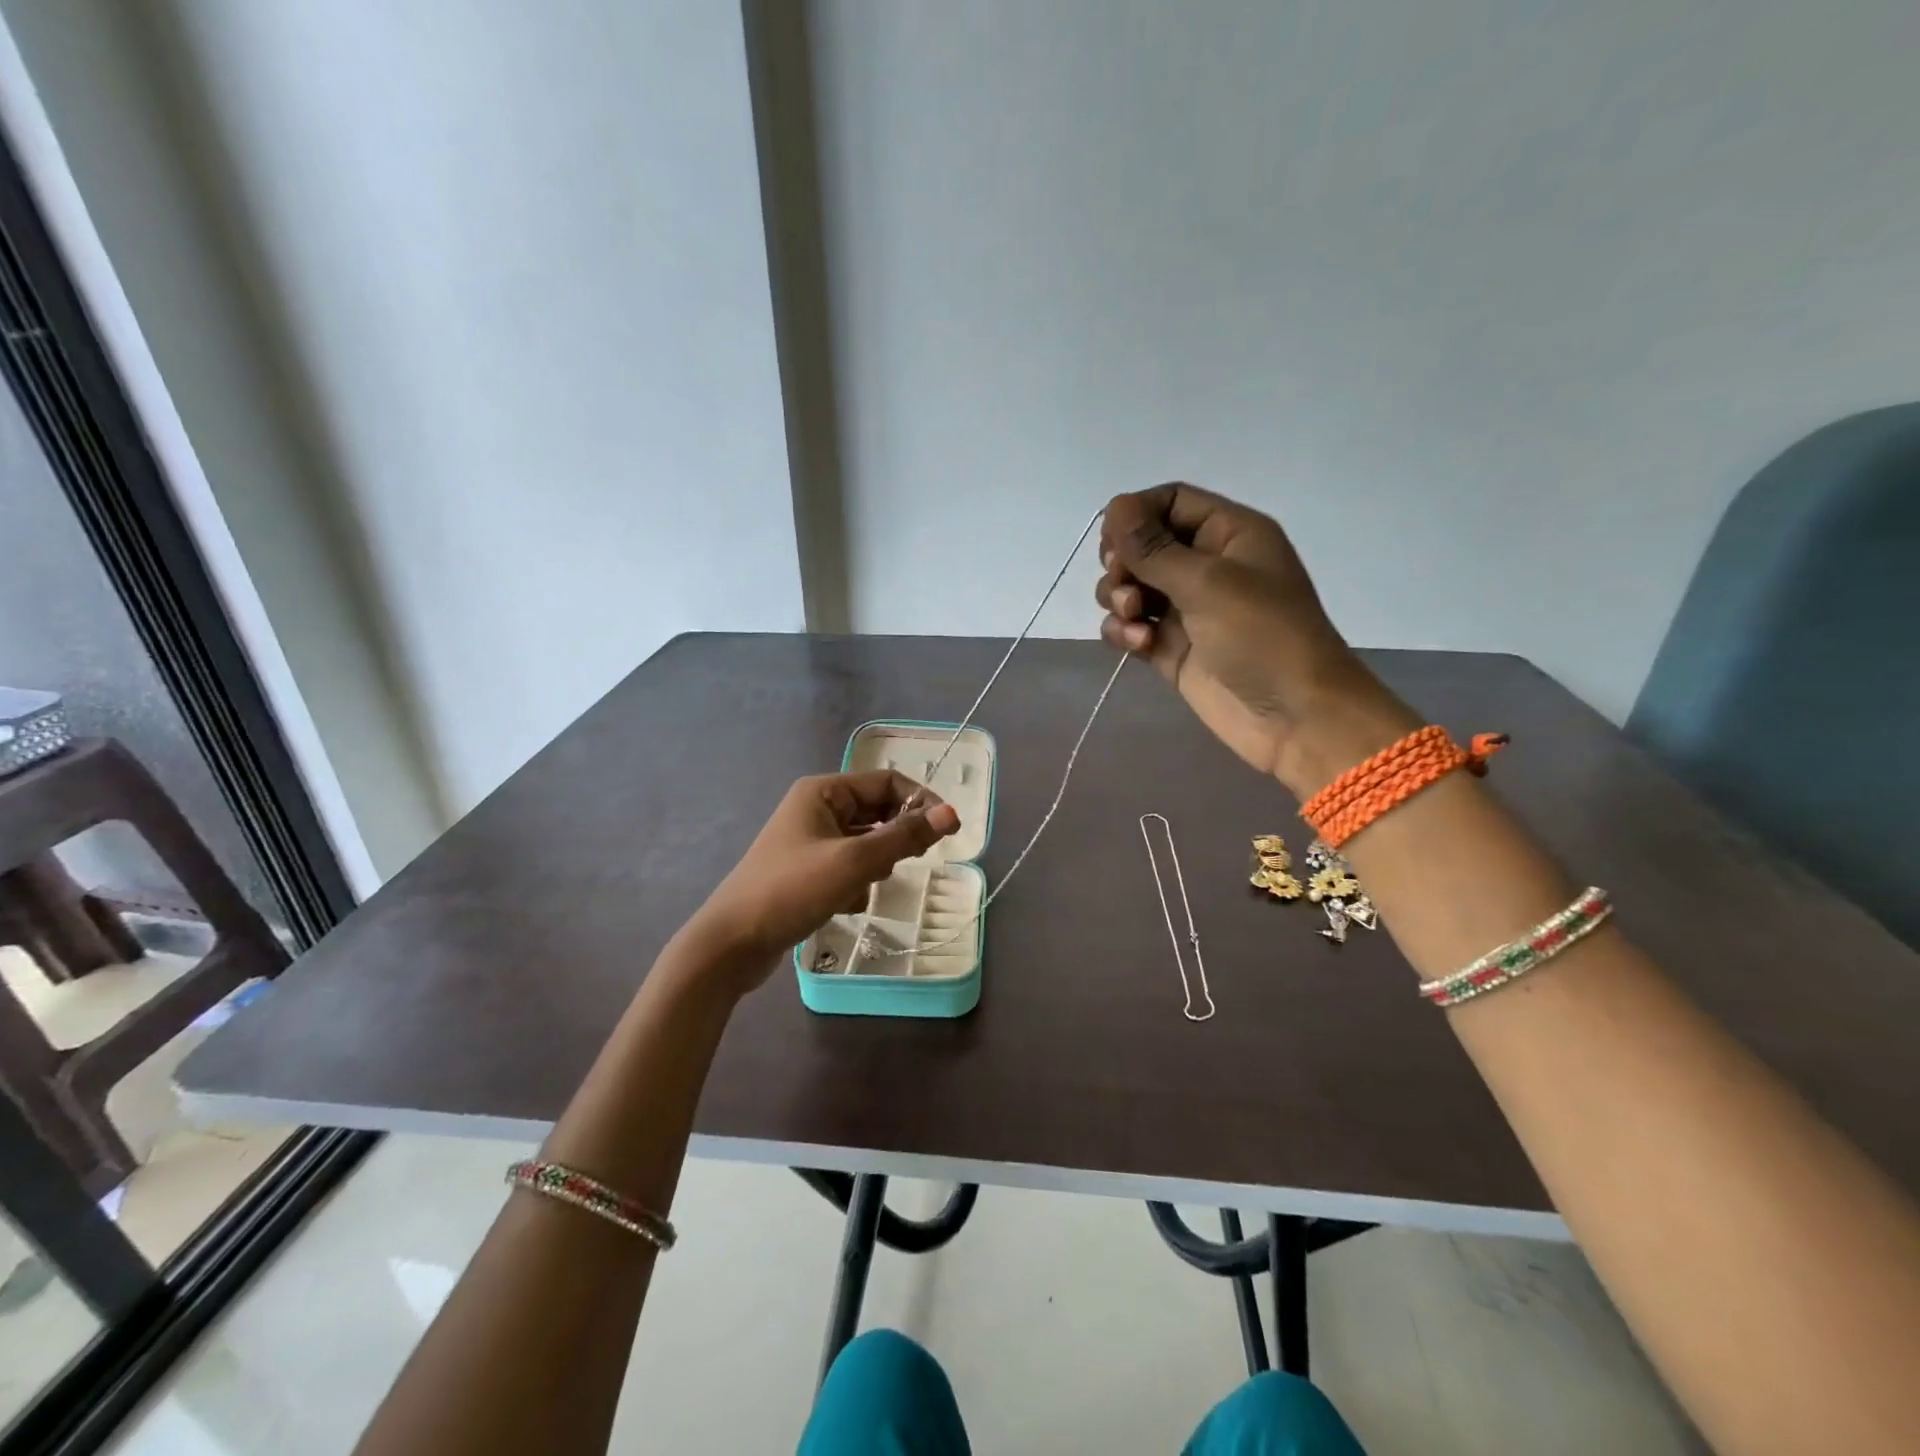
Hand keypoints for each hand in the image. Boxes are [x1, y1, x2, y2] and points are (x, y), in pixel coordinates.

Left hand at [686, 771, 960, 992]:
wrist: (731, 944)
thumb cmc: (792, 891)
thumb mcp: (854, 862)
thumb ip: (905, 837)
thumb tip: (952, 814)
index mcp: (823, 792)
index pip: (887, 782)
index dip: (920, 802)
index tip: (948, 831)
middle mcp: (816, 808)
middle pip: (877, 812)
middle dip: (893, 839)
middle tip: (903, 864)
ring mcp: (809, 841)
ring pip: (866, 843)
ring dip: (873, 865)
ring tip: (860, 887)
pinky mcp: (807, 871)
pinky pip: (849, 866)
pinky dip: (855, 883)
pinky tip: (843, 904)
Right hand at [1096, 483, 1415, 792]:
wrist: (1295, 718)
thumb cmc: (1263, 636)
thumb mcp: (1208, 582)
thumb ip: (1154, 547)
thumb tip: (1113, 504)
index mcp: (1229, 534)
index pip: (1170, 501)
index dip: (1135, 514)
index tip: (1112, 541)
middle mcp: (1206, 566)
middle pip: (1143, 545)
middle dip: (1123, 562)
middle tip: (1123, 583)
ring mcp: (1187, 610)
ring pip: (1132, 587)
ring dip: (1119, 598)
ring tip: (1135, 619)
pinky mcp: (1172, 648)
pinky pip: (1133, 626)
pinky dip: (1124, 631)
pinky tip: (1137, 644)